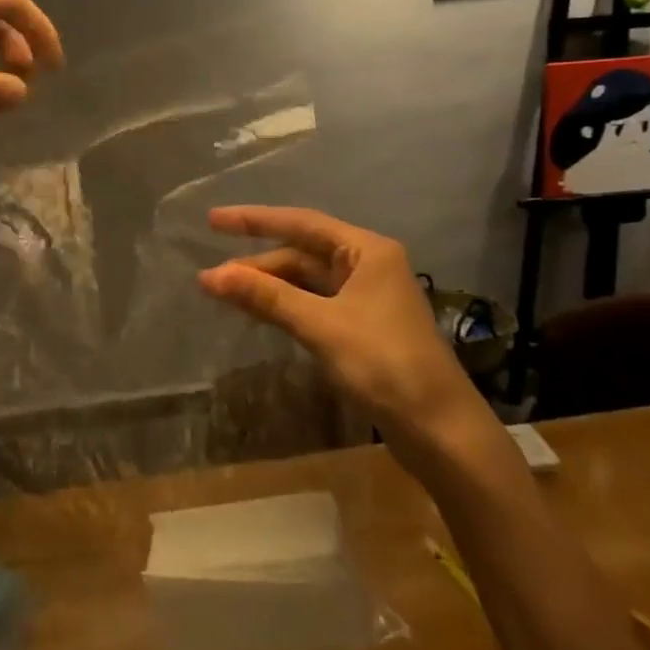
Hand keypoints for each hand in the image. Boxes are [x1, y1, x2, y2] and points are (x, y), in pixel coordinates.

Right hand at [197, 206, 470, 429]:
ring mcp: (365, 298)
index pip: (301, 223)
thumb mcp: (321, 326)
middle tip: (212, 278)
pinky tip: (258, 314)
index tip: (213, 221)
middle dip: (257, 264)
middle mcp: (367, 265)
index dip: (254, 220)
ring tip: (225, 294)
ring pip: (306, 281)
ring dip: (268, 287)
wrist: (439, 430)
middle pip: (302, 253)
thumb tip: (210, 276)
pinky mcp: (361, 328)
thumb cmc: (384, 364)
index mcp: (366, 251)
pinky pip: (313, 304)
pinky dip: (285, 307)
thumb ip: (266, 297)